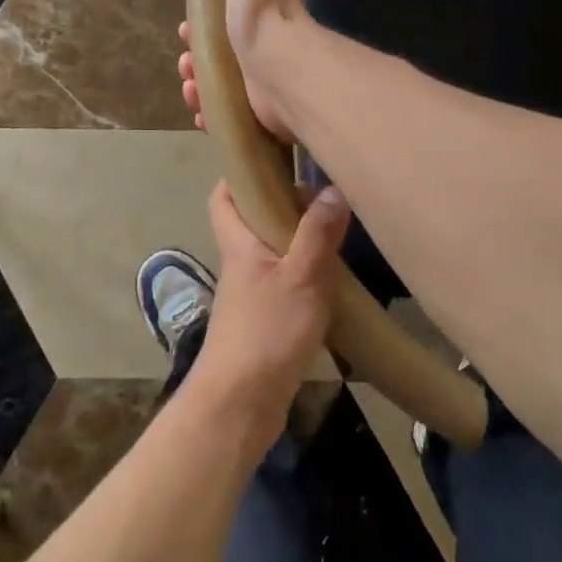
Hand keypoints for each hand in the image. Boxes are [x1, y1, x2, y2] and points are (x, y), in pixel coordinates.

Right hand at [176, 0, 305, 141]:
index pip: (223, 21)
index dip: (200, 26)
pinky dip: (209, 114)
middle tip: (185, 63)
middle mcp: (260, 50)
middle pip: (216, 56)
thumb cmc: (262, 7)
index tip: (185, 30)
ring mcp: (259, 84)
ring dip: (196, 86)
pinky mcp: (256, 114)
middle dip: (192, 59)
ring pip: (216, 87)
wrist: (275, 60)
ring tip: (191, 87)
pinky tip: (201, 112)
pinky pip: (225, 116)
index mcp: (256, 15)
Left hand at [178, 180, 348, 455]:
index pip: (223, 196)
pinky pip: (284, 281)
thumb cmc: (266, 333)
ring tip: (338, 230)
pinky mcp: (265, 320)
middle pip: (253, 220)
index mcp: (240, 243)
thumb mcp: (301, 278)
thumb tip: (331, 188)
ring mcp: (252, 293)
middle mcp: (241, 263)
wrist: (241, 403)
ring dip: (299, 240)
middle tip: (324, 196)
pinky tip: (333, 277)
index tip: (273, 158)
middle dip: (283, 204)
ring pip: (272, 252)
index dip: (239, 174)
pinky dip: (305, 273)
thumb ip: (317, 235)